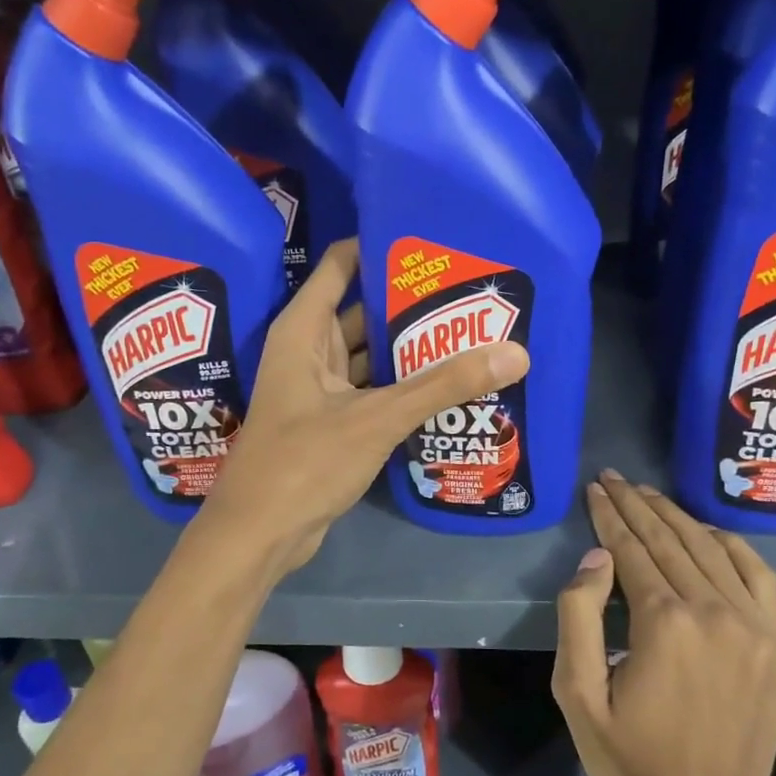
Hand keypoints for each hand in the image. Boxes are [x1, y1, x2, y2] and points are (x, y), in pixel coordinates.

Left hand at [202, 239, 528, 574]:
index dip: (380, 246)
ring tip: (470, 332)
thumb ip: (443, 385)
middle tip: (470, 291)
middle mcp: (309, 351)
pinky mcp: (332, 423)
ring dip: (409, 348)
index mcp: (304, 330)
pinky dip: (402, 386)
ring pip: (370, 355)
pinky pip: (372, 390)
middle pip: (363, 310)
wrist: (260, 535)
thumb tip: (515, 353)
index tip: (432, 240)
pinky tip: (446, 385)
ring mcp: (319, 389)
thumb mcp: (377, 417)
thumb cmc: (304, 462)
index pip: (341, 265)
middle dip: (410, 302)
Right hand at [553, 470, 775, 775]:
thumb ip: (578, 617)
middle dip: (636, 504)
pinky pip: (759, 574)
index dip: (609, 515)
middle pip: (669, 540)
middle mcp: (714, 610)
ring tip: (648, 494)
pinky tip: (708, 530)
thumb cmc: (633, 757)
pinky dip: (732, 544)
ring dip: (676, 515)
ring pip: (710, 548)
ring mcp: (755, 624)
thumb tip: (597, 557)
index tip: (594, 489)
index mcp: (664, 622)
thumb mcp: (578, 695)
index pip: (630, 549)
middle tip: (613, 478)